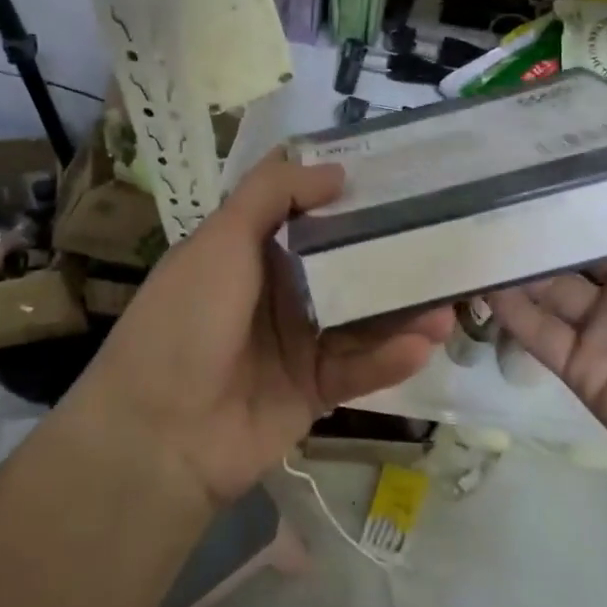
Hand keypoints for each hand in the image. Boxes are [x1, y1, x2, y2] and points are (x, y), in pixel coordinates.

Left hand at [72, 151, 453, 508]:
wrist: (158, 436)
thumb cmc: (186, 321)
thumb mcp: (220, 240)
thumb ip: (273, 194)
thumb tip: (335, 170)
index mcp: (251, 250)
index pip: (309, 211)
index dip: (349, 193)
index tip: (400, 175)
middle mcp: (278, 291)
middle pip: (345, 264)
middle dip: (393, 254)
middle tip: (447, 241)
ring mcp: (297, 342)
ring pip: (362, 318)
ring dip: (403, 311)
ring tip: (449, 303)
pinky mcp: (313, 389)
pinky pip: (359, 367)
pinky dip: (390, 357)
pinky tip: (424, 345)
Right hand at [487, 83, 606, 527]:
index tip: (571, 105)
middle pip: (583, 225)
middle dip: (547, 192)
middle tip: (499, 151)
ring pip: (548, 273)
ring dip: (516, 243)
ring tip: (471, 202)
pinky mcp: (583, 365)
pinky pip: (534, 327)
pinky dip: (504, 301)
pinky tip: (475, 269)